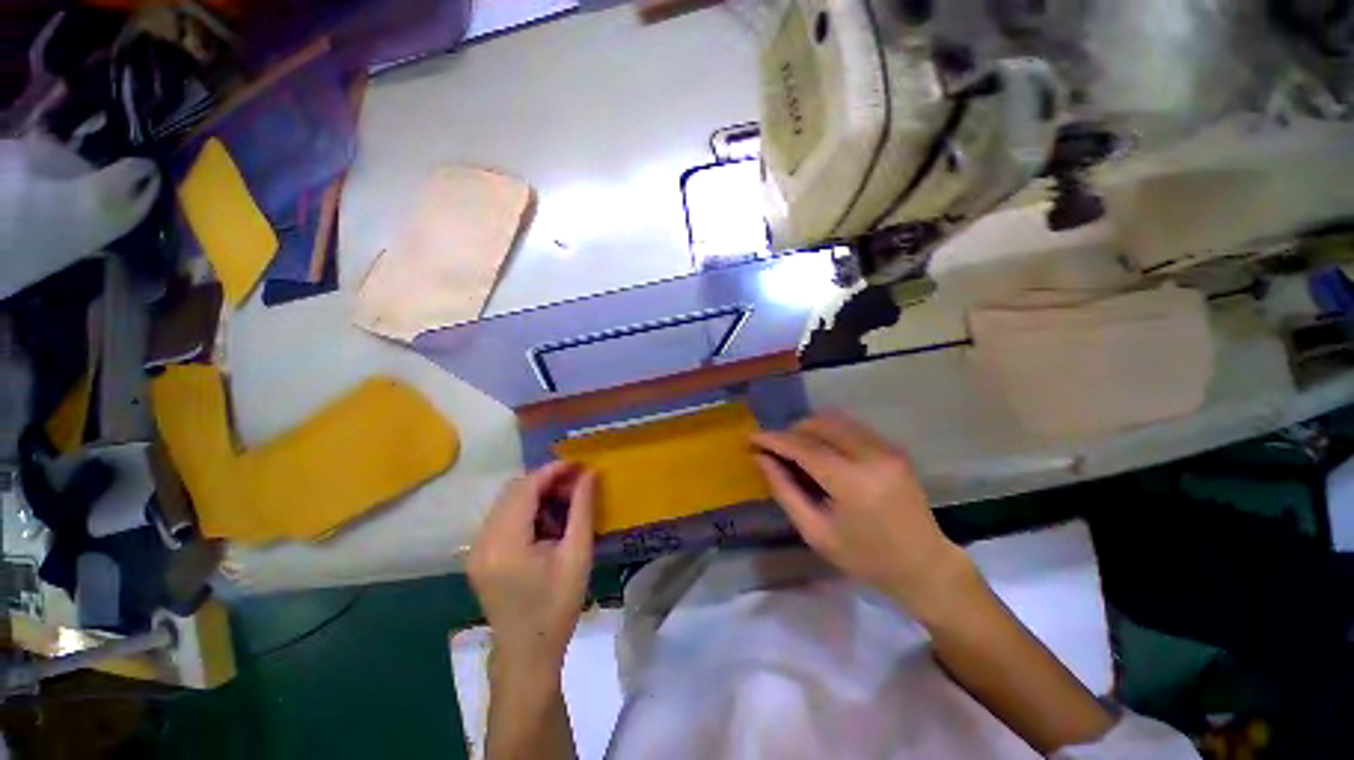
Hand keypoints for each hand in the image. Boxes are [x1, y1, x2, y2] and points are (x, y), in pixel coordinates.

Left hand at [468, 462, 596, 677]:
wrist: (528, 655)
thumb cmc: (557, 606)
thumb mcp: (577, 555)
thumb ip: (582, 509)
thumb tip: (589, 474)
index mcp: (505, 543)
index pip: (525, 488)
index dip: (552, 471)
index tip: (578, 465)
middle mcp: (483, 541)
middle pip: (513, 491)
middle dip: (545, 480)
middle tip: (576, 483)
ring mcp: (477, 550)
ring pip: (506, 502)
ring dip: (536, 494)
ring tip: (565, 502)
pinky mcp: (480, 557)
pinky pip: (502, 518)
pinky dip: (526, 510)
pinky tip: (547, 522)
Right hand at [751, 412, 968, 612]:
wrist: (924, 566)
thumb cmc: (865, 558)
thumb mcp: (816, 532)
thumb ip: (785, 491)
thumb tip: (760, 459)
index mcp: (852, 482)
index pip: (803, 447)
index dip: (773, 440)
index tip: (751, 438)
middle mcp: (871, 455)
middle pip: (819, 424)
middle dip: (791, 432)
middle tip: (775, 450)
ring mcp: (886, 448)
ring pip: (835, 420)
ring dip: (809, 429)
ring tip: (796, 451)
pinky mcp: (893, 448)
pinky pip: (851, 427)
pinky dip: (828, 433)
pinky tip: (822, 453)